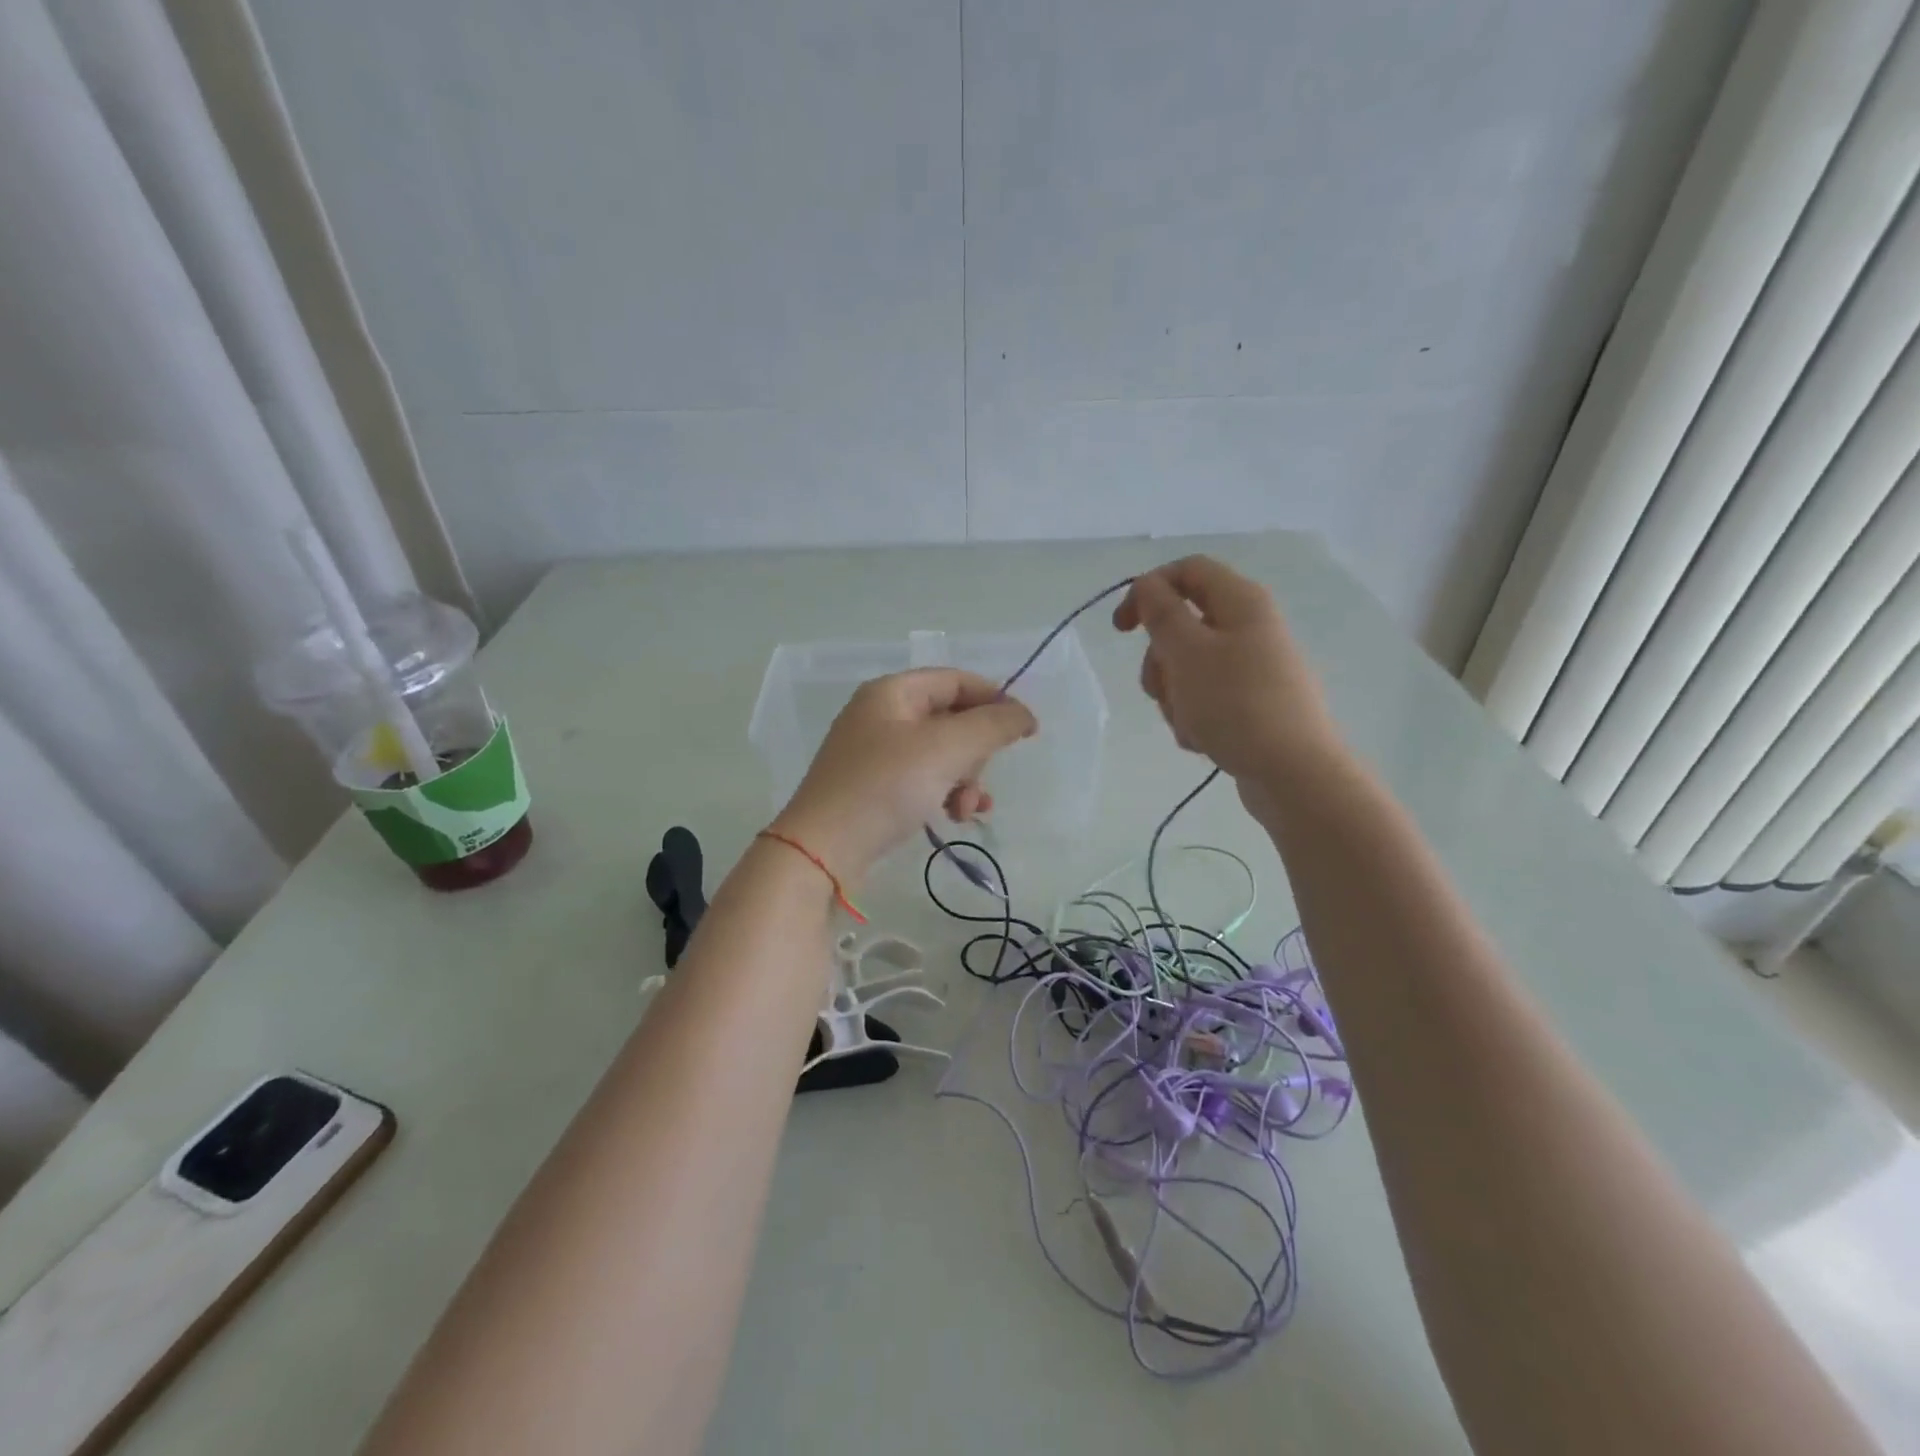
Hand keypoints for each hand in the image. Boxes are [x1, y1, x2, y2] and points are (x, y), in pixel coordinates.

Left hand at [769, 669, 1036, 884]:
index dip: (995, 700)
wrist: (822, 850)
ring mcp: (875, 752)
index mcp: (893, 692)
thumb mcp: (946, 749)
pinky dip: (944, 793)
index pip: (957, 680)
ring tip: (967, 809)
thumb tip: (1023, 714)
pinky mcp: (873, 786)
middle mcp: (881, 715)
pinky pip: (923, 778)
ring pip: (941, 754)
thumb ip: (992, 725)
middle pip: (951, 719)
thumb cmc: (885, 787)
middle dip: (976, 752)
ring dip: (964, 779)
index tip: (1026, 731)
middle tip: (978, 779)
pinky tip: (954, 817)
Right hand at [1113, 556, 1342, 809]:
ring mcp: (1255, 668)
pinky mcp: (1253, 704)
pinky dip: (1194, 716)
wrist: (1294, 773)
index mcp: (1241, 602)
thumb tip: (1147, 585)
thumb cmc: (1236, 704)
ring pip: (1190, 667)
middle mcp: (1251, 627)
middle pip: (1184, 625)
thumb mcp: (1187, 652)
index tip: (1121, 629)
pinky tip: (1202, 741)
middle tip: (1158, 688)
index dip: (1147, 590)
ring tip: (1186, 723)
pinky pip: (1208, 698)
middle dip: (1159, 659)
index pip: (1186, 571)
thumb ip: (1160, 612)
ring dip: (1174, 694)